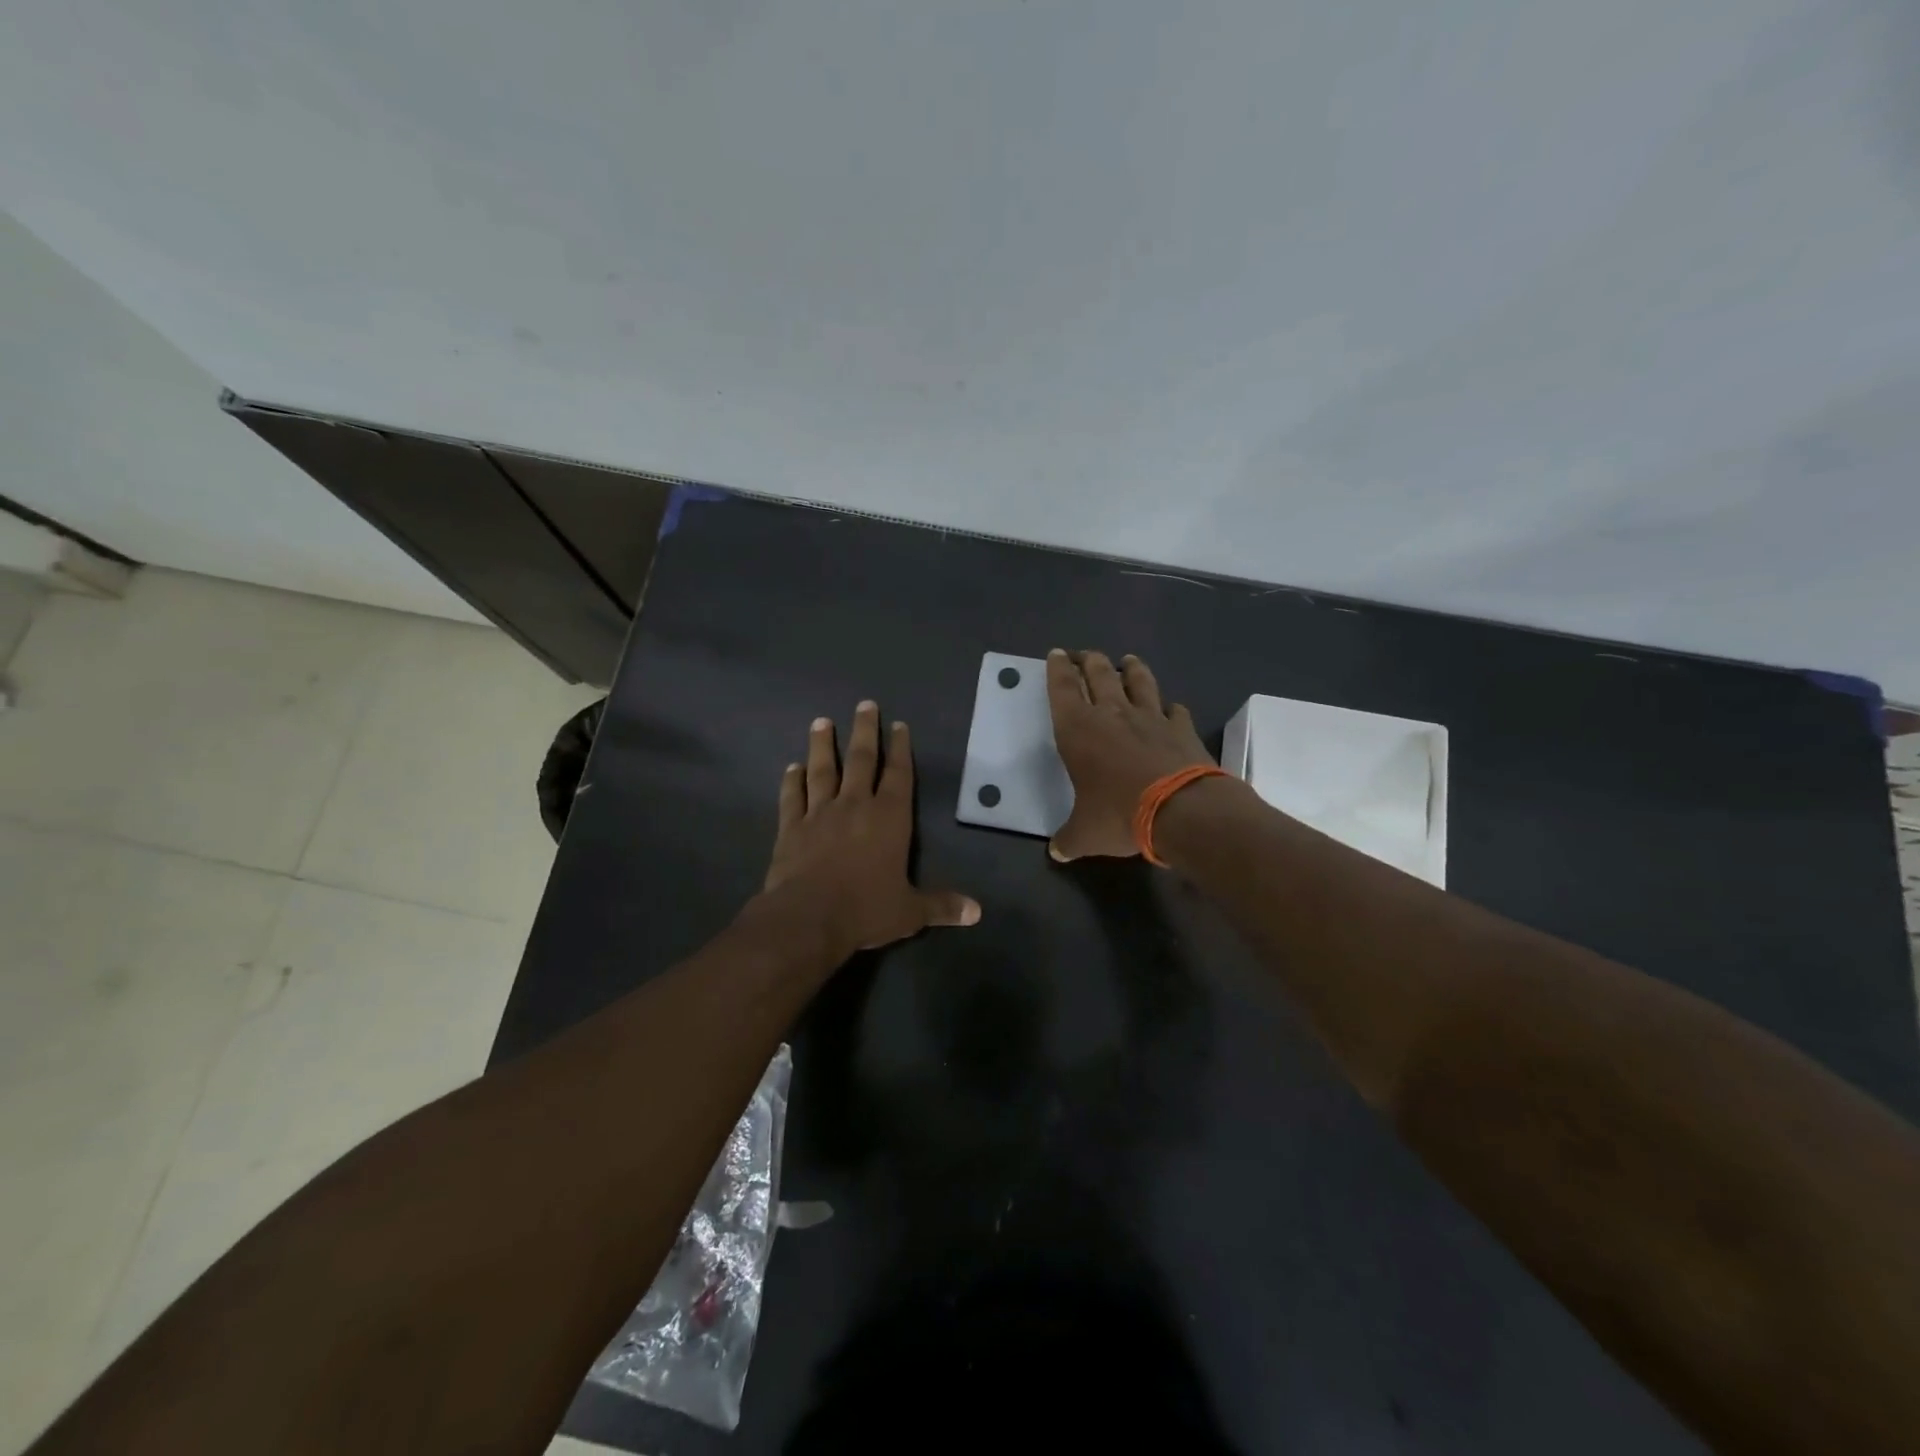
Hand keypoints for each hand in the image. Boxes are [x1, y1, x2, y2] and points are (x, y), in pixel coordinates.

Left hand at [761, 701, 980, 952]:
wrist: (807, 918)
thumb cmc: (865, 909)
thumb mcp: (910, 911)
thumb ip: (941, 906)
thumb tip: (976, 912)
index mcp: (889, 818)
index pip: (898, 775)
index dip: (901, 749)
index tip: (899, 725)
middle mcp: (855, 806)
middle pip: (861, 760)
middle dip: (865, 731)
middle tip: (864, 704)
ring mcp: (820, 813)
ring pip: (822, 770)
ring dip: (822, 745)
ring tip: (821, 722)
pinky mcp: (791, 828)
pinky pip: (792, 797)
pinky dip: (791, 781)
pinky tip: (791, 767)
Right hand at [1046, 648, 1213, 861]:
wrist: (1181, 810)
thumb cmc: (1119, 815)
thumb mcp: (1085, 834)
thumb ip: (1068, 839)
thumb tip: (1056, 852)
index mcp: (1078, 730)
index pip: (1062, 688)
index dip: (1057, 669)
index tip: (1056, 654)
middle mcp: (1112, 713)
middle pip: (1099, 674)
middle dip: (1088, 660)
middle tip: (1083, 655)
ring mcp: (1150, 717)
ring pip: (1138, 681)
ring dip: (1131, 668)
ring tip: (1128, 660)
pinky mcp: (1181, 728)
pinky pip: (1174, 709)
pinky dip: (1169, 706)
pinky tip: (1171, 707)